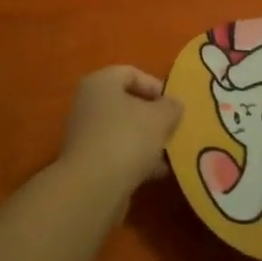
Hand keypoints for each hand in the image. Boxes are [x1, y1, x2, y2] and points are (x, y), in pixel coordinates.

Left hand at [57, 65, 183, 197]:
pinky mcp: (89, 162)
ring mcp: (86, 134)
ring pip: (124, 130)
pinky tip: (158, 173)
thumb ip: (171, 106)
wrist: (93, 188)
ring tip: (171, 153)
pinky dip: (137, 160)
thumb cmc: (127, 138)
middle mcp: (88, 103)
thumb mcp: (160, 117)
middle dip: (153, 116)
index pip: (131, 73)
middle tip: (175, 128)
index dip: (156, 86)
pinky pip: (118, 153)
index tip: (174, 105)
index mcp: (100, 82)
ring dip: (148, 140)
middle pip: (127, 103)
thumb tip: (174, 104)